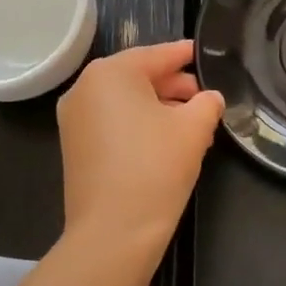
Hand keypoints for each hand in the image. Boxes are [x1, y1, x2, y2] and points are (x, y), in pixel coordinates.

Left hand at [57, 39, 224, 253]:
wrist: (113, 232)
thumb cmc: (155, 167)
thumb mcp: (194, 129)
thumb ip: (207, 103)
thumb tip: (210, 98)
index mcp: (110, 73)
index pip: (156, 55)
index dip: (184, 55)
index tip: (204, 53)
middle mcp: (84, 89)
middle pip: (138, 77)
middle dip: (174, 86)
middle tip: (206, 98)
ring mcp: (74, 119)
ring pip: (126, 102)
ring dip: (159, 108)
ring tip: (194, 124)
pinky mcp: (74, 147)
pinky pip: (113, 123)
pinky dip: (139, 125)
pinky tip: (168, 141)